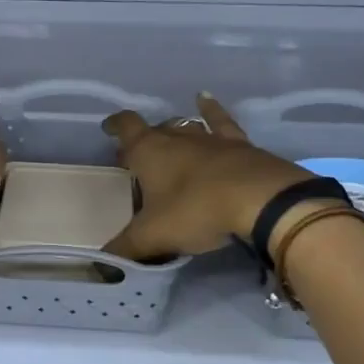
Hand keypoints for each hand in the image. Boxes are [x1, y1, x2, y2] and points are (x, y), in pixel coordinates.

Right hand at [102, 94, 310, 259]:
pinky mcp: (240, 145)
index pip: (126, 127)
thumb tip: (102, 263)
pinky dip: (211, 110)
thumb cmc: (196, 211)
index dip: (115, 126)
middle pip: (155, 130)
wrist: (260, 201)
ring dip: (175, 134)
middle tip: (138, 160)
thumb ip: (126, 248)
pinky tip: (206, 100)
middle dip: (144, 141)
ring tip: (169, 141)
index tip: (108, 129)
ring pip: (185, 128)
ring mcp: (210, 139)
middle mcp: (177, 137)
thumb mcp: (153, 236)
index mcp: (149, 151)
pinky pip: (221, 122)